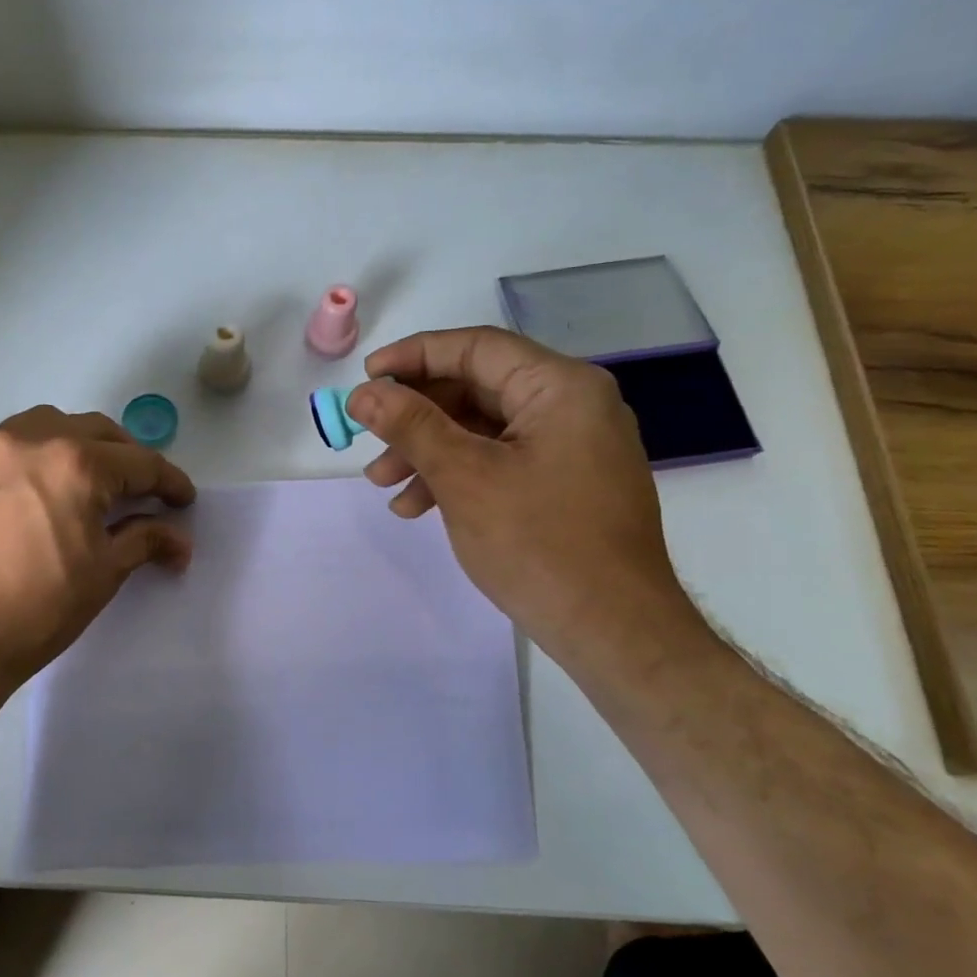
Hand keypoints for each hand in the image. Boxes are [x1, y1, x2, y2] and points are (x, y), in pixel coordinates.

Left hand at [0, 406, 194, 708]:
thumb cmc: (32, 610)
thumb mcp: (100, 575)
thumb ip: (143, 542)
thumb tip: (179, 539)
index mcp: (77, 463)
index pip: (141, 463)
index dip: (170, 482)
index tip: (183, 501)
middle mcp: (32, 439)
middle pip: (97, 432)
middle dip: (127, 458)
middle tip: (141, 492)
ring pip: (49, 426)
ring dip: (79, 445)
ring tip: (88, 481)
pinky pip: (10, 445)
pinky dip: (37, 456)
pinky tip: (37, 490)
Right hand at [348, 327, 712, 675]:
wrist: (611, 629)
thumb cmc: (538, 543)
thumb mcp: (463, 477)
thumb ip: (411, 426)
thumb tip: (364, 394)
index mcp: (560, 387)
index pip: (476, 348)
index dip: (414, 357)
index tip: (366, 379)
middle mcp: (572, 405)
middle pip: (477, 388)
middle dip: (415, 416)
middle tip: (368, 439)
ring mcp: (572, 446)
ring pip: (483, 429)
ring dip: (428, 451)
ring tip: (383, 485)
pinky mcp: (565, 483)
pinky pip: (500, 460)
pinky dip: (457, 475)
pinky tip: (416, 507)